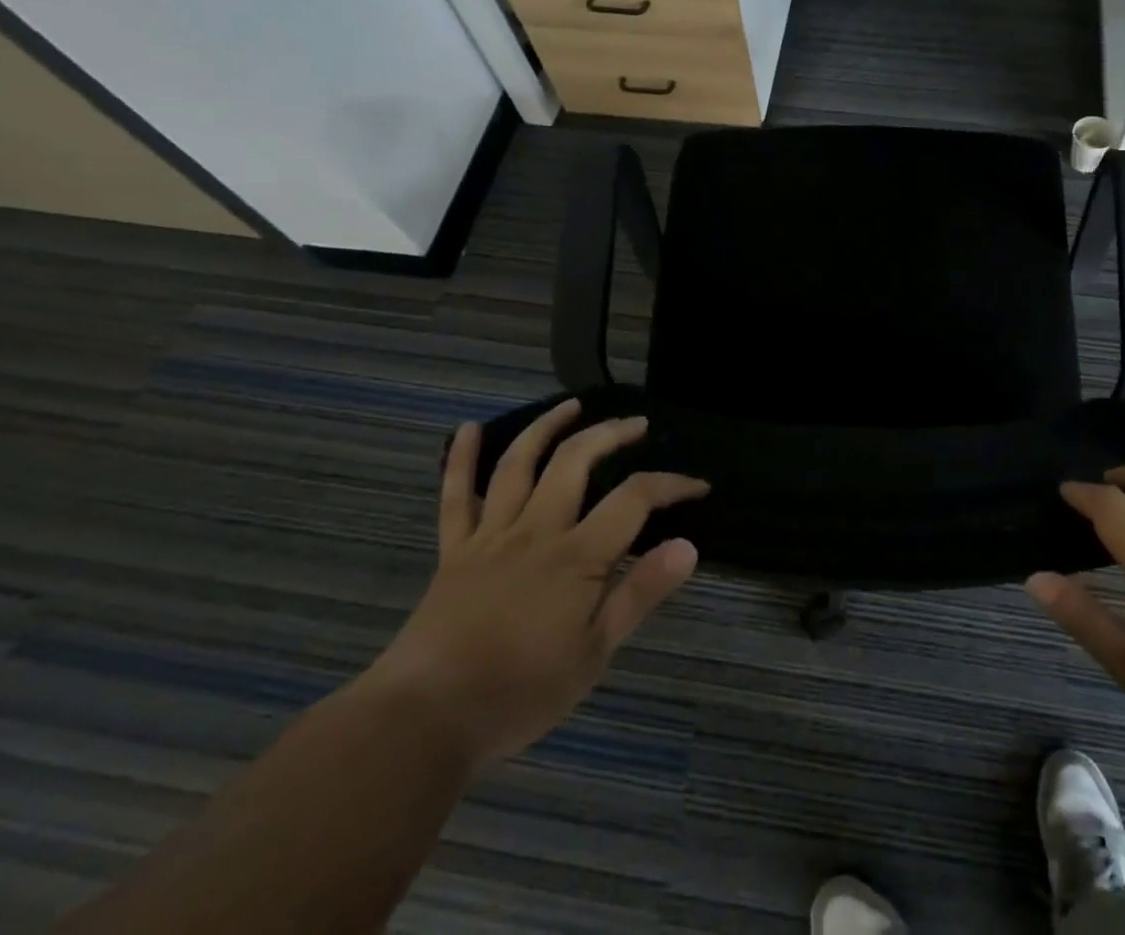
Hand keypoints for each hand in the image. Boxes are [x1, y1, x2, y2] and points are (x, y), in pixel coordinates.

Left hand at [362, 400, 706, 764]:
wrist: (426, 719)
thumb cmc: (520, 691)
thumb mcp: (595, 653)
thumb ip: (640, 593)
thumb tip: (688, 547)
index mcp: (577, 556)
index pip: (634, 499)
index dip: (671, 485)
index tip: (698, 486)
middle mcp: (537, 530)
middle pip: (576, 461)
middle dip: (611, 434)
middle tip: (637, 425)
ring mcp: (492, 535)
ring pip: (519, 464)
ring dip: (547, 427)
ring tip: (571, 405)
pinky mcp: (455, 551)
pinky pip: (456, 497)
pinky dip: (461, 460)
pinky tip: (469, 428)